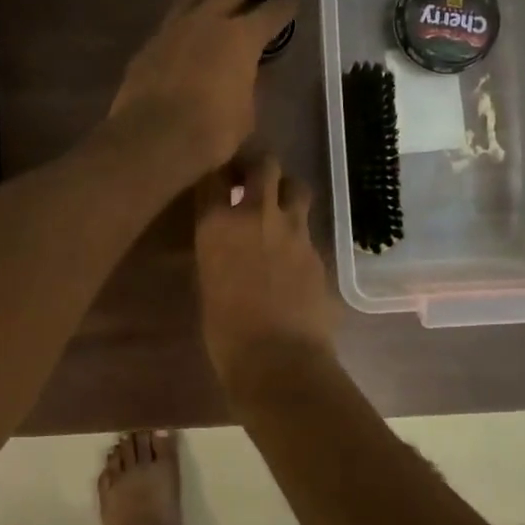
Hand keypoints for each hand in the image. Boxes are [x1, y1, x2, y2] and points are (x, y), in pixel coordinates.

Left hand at [109, 0, 295, 178]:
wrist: (154, 138)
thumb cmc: (212, 131)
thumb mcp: (245, 113)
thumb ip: (246, 87)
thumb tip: (242, 78)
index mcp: (241, 38)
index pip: (270, 14)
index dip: (284, 8)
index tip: (292, 1)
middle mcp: (207, 23)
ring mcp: (172, 32)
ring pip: (191, 0)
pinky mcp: (147, 48)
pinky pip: (168, 26)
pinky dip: (180, 23)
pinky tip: (181, 30)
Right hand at [194, 149, 334, 381]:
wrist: (279, 360)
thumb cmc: (225, 332)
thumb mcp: (207, 283)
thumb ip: (216, 251)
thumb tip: (223, 241)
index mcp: (218, 223)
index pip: (214, 174)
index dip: (218, 170)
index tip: (218, 176)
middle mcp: (257, 214)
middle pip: (264, 164)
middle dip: (257, 166)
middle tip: (250, 179)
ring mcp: (293, 229)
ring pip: (296, 186)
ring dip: (286, 190)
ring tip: (278, 206)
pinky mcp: (318, 249)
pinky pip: (308, 227)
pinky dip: (299, 230)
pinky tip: (292, 251)